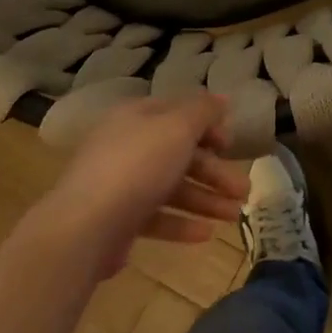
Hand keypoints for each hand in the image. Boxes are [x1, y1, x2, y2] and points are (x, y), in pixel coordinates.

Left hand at [36, 94, 247, 275]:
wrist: (86, 226)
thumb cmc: (137, 167)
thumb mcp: (177, 128)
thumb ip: (203, 111)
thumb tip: (221, 97)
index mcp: (135, 117)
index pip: (177, 113)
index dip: (208, 126)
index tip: (232, 146)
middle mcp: (125, 146)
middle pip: (178, 154)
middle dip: (214, 172)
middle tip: (244, 191)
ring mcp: (119, 184)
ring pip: (170, 187)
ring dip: (205, 200)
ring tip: (234, 217)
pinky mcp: (118, 219)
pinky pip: (155, 216)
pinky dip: (181, 223)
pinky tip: (206, 234)